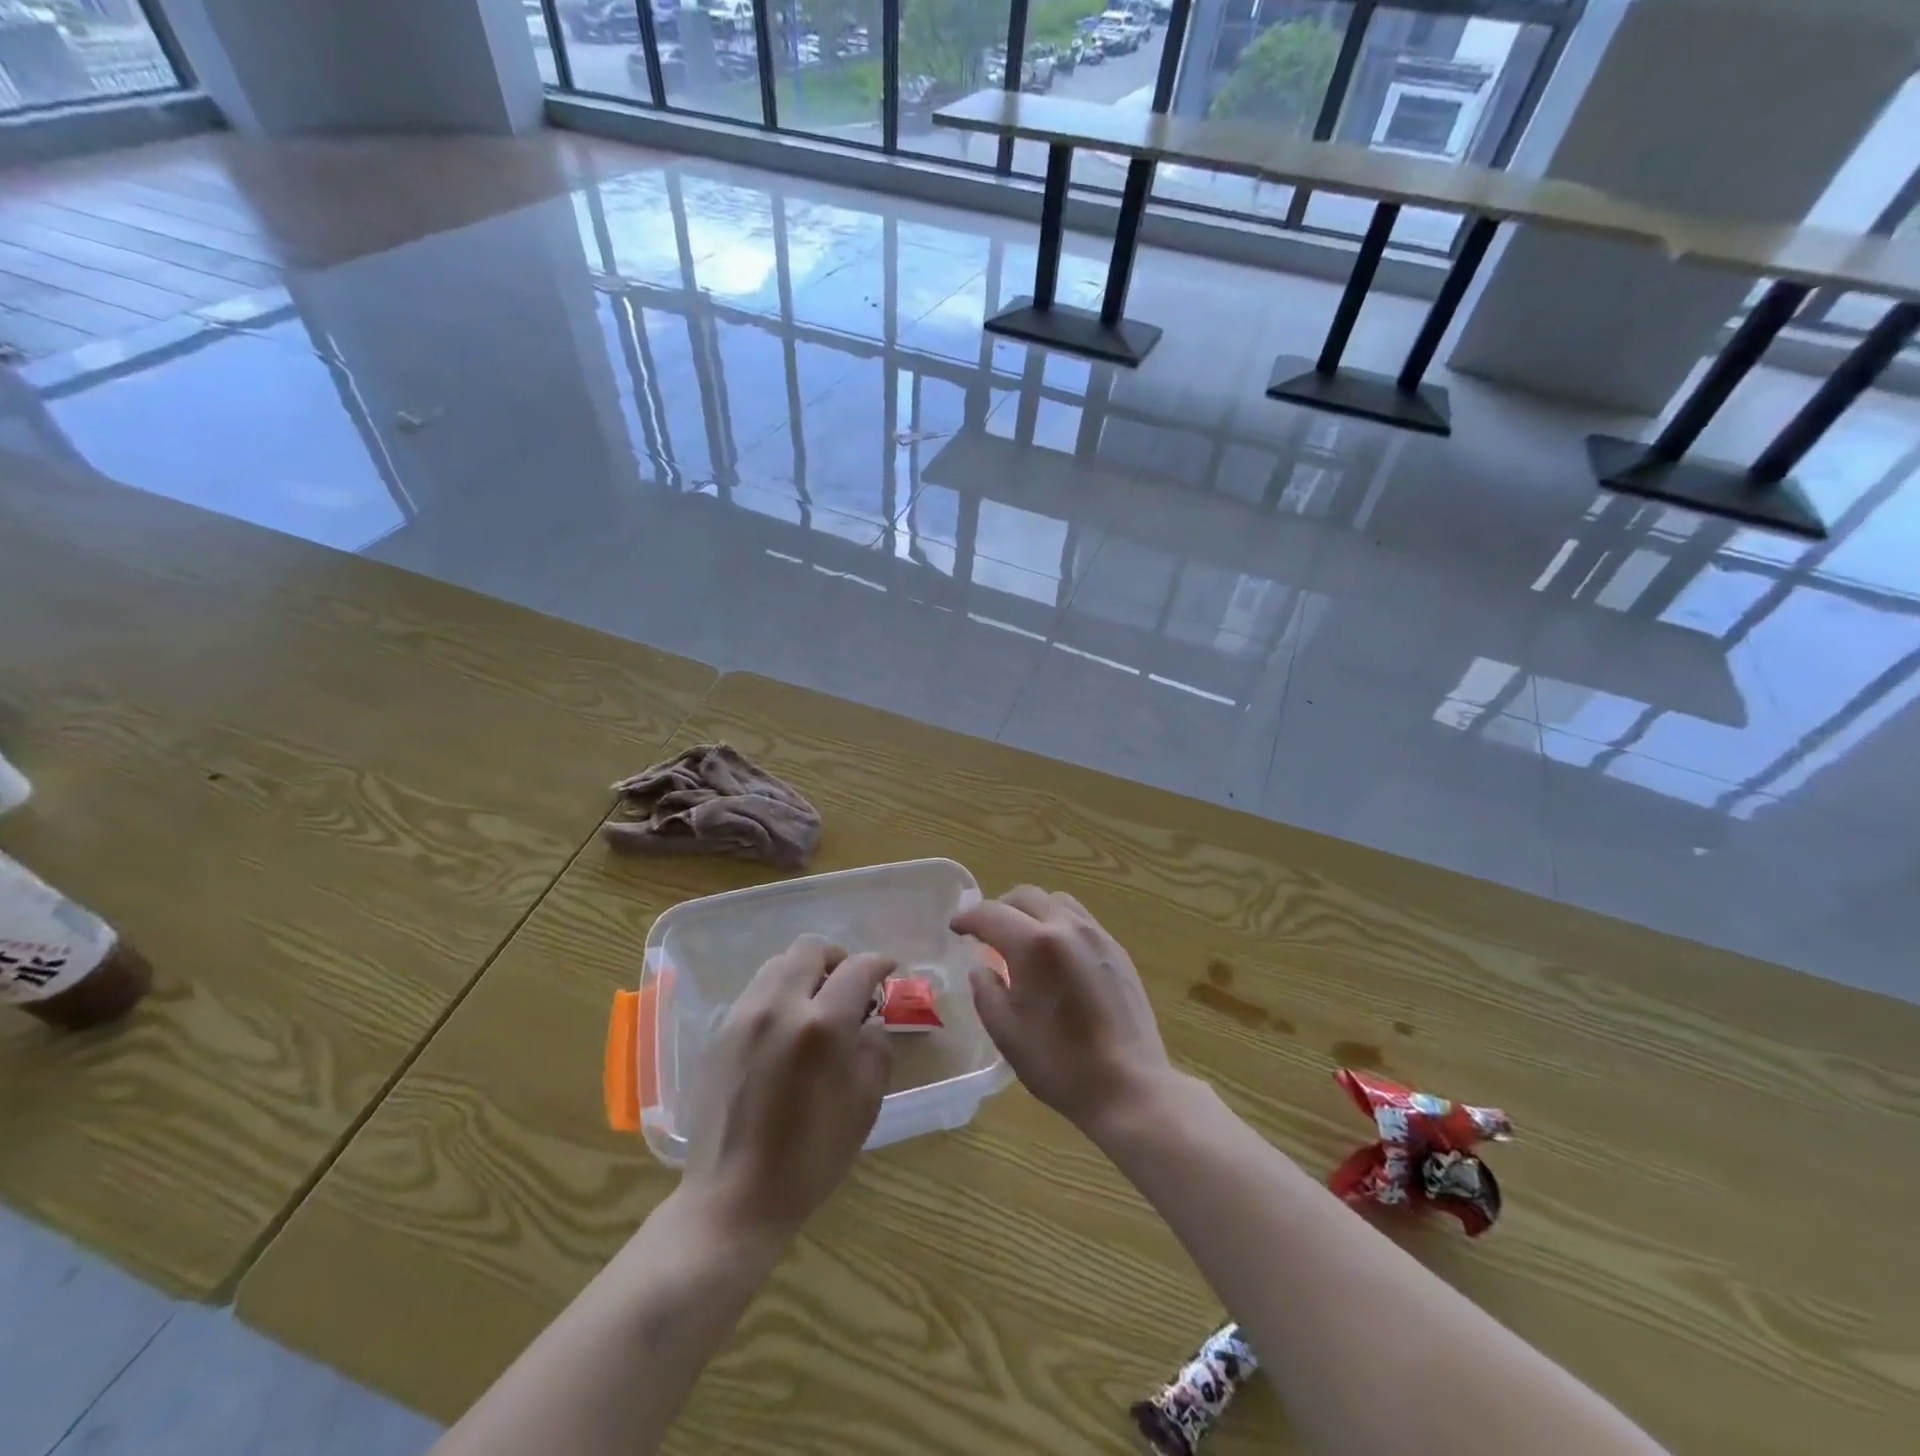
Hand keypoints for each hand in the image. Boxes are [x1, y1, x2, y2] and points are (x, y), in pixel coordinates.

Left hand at [682, 937, 894, 1243]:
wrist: (732, 1199)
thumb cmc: (809, 1159)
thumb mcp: (864, 1106)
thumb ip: (874, 1051)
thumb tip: (869, 1024)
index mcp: (822, 1026)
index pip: (857, 968)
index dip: (879, 963)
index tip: (888, 971)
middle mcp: (779, 1006)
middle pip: (810, 948)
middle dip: (837, 958)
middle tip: (850, 985)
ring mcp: (744, 1016)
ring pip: (779, 964)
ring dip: (805, 972)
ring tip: (817, 1004)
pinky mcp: (720, 1032)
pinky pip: (756, 990)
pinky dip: (779, 992)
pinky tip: (786, 1028)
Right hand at [952, 886, 1173, 1140]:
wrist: (1129, 1086)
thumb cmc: (1060, 1063)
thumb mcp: (1006, 1032)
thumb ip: (986, 990)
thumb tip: (981, 967)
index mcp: (1035, 945)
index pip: (991, 914)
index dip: (968, 918)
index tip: (955, 928)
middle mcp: (1067, 927)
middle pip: (1025, 896)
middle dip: (999, 908)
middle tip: (985, 932)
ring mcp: (1097, 936)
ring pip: (1056, 902)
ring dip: (1031, 911)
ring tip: (1021, 939)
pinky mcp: (1117, 950)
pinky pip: (1080, 919)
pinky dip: (1057, 923)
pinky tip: (1055, 954)